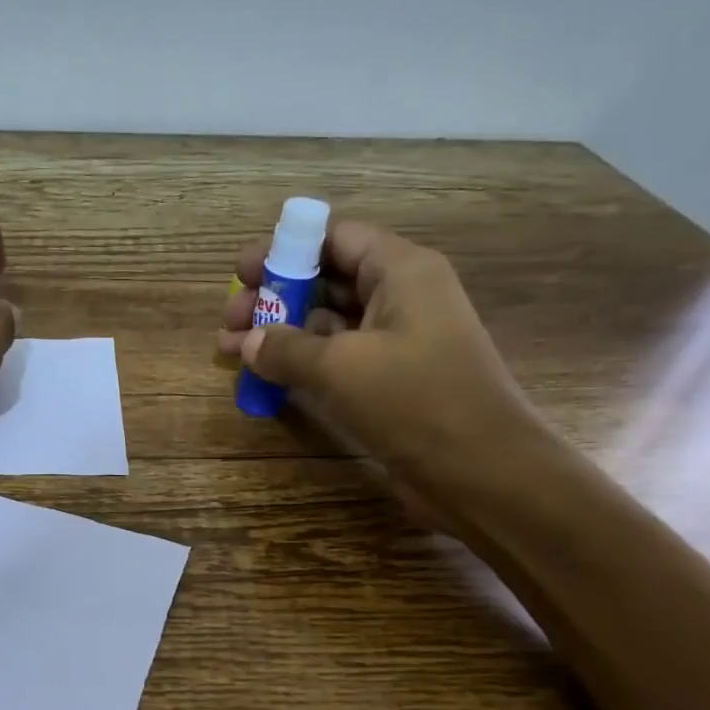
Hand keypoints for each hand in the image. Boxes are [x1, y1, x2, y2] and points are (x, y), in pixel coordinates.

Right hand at [216, 220, 544, 489]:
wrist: (480, 471)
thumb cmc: (415, 400)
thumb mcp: (341, 367)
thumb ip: (286, 349)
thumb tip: (246, 342)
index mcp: (402, 272)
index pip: (337, 239)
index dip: (286, 250)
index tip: (242, 272)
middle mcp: (401, 298)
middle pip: (329, 280)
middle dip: (276, 296)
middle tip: (229, 320)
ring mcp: (397, 343)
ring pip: (329, 324)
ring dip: (281, 334)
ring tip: (231, 351)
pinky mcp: (391, 382)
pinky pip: (338, 360)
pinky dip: (301, 364)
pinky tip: (265, 377)